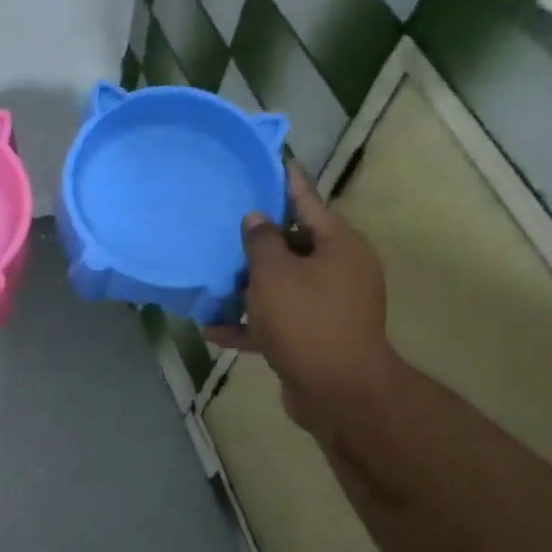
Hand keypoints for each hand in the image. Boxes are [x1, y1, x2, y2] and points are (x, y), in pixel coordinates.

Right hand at [205, 161, 393, 428]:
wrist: (339, 392)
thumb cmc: (306, 320)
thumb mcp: (274, 274)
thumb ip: (261, 241)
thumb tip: (256, 220)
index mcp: (338, 245)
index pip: (308, 201)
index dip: (287, 181)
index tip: (272, 159)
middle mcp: (338, 270)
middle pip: (294, 244)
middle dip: (259, 239)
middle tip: (225, 223)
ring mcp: (328, 306)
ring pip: (282, 284)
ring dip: (249, 284)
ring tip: (214, 276)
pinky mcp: (314, 337)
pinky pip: (277, 321)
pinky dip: (250, 323)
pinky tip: (213, 330)